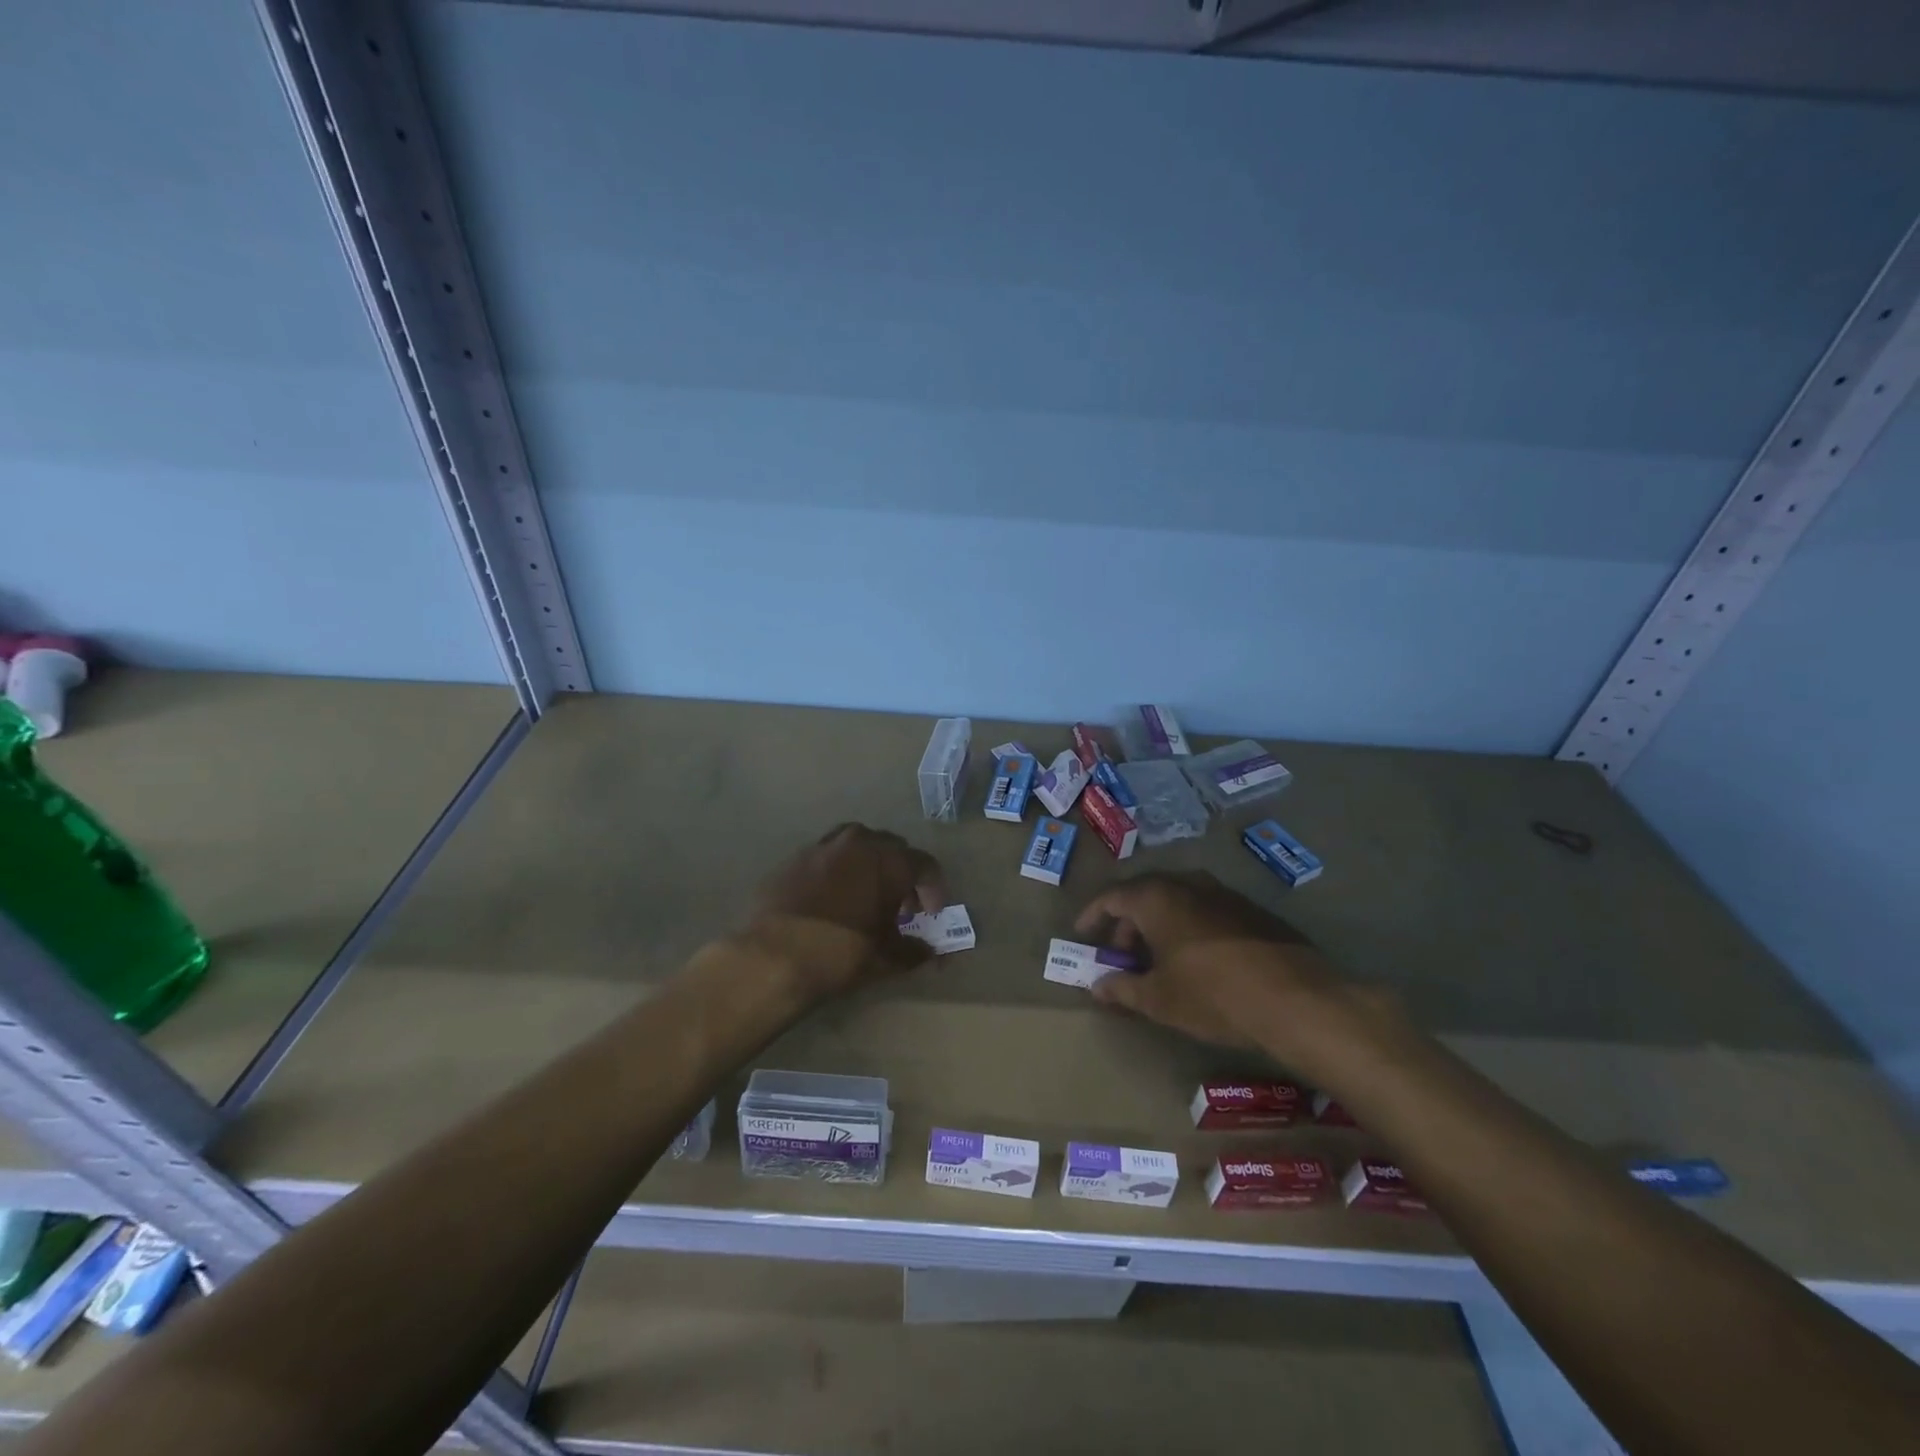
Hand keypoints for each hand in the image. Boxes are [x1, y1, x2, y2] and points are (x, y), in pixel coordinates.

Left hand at [744, 823, 946, 998]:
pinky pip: (827, 857)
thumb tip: (929, 952)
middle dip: (901, 876)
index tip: (931, 915)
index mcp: (889, 860)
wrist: (772, 956)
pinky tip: (831, 900)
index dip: (934, 891)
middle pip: (893, 849)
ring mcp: (823, 845)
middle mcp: (859, 842)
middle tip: (900, 908)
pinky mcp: (795, 857)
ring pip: (858, 846)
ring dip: (869, 867)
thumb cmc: (841, 953)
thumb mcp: (885, 958)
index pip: (926, 865)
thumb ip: (914, 951)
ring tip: (865, 898)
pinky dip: (837, 872)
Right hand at [1074, 871, 1352, 1055]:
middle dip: (1127, 924)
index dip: (1093, 915)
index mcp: (1157, 898)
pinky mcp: (1252, 911)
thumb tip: (1097, 985)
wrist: (1296, 999)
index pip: (1112, 896)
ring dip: (1160, 926)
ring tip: (1158, 961)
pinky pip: (1206, 911)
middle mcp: (1188, 884)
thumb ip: (1122, 988)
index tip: (1083, 935)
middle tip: (1121, 955)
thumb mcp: (1158, 999)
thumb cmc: (1212, 994)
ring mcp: (1224, 894)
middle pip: (1145, 895)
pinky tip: (1197, 961)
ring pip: (1178, 902)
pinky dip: (1189, 929)